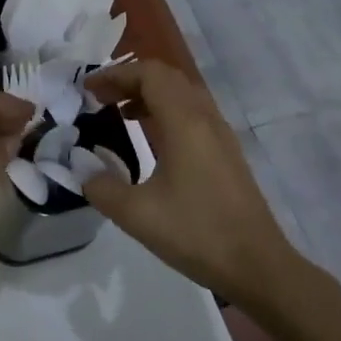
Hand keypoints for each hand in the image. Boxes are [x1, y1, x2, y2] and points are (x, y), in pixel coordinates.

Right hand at [82, 60, 319, 309]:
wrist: (258, 266)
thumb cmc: (197, 233)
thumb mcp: (137, 214)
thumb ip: (101, 187)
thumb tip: (82, 169)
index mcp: (185, 122)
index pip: (149, 74)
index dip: (115, 74)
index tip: (87, 90)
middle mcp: (205, 118)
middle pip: (167, 77)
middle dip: (130, 79)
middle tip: (100, 97)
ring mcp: (220, 135)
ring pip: (182, 94)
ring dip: (149, 94)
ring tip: (119, 112)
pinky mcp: (226, 153)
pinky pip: (192, 113)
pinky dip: (165, 111)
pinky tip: (150, 138)